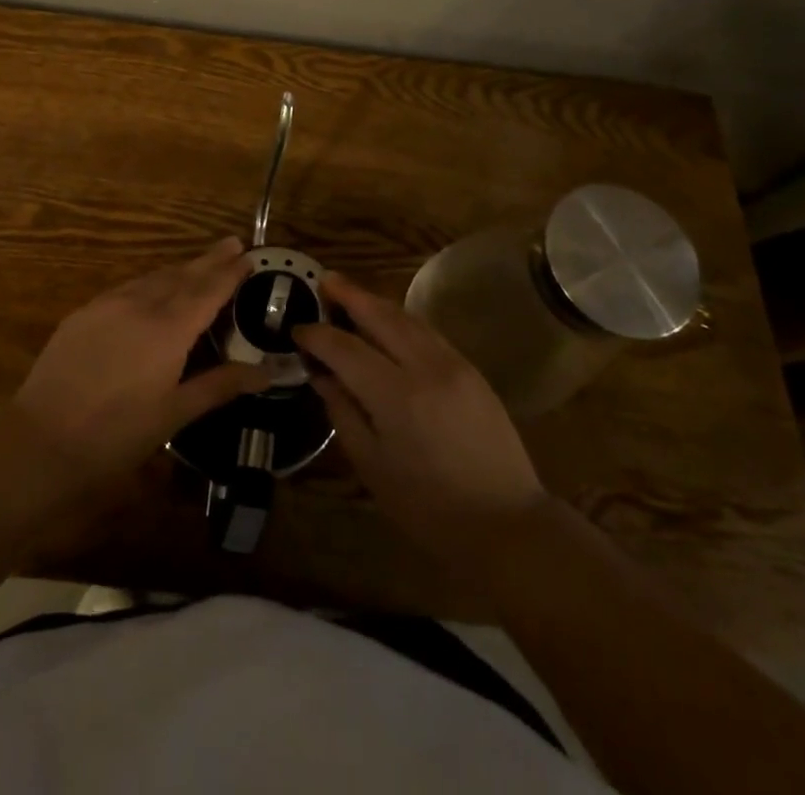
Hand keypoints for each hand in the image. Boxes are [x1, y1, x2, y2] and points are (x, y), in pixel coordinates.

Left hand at [3, 237, 269, 495]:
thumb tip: (265, 372)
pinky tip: (152, 288)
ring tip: (199, 264)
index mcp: (169, 329)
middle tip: (233, 243)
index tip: (249, 255)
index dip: (229, 272)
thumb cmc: (116, 435)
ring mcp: (107, 305)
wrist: (42, 441)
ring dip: (180, 269)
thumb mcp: (174, 414)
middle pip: (182, 275)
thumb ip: (219, 385)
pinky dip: (149, 282)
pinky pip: (127, 288)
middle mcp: (140, 305)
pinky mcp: (83, 314)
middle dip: (209, 260)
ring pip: (153, 277)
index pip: (207, 290)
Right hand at [295, 272, 543, 571]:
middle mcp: (425, 367)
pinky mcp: (472, 370)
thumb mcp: (372, 466)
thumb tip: (322, 375)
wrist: (507, 524)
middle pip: (380, 316)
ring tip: (350, 293)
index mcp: (395, 396)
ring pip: (407, 318)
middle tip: (323, 280)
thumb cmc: (428, 507)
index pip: (345, 348)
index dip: (317, 336)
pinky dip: (401, 320)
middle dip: (349, 295)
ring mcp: (454, 364)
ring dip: (375, 302)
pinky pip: (428, 331)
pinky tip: (388, 322)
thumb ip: (343, 412)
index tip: (297, 331)